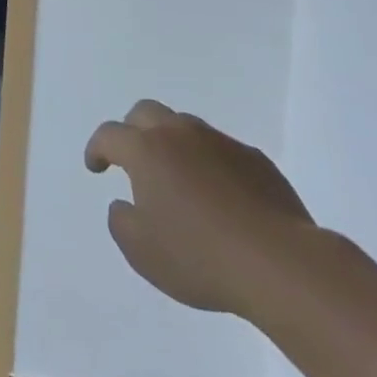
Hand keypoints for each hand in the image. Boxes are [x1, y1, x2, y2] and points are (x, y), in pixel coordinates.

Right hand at [84, 99, 315, 318]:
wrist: (280, 263)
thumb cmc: (200, 256)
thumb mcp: (142, 252)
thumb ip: (121, 221)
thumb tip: (124, 204)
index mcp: (146, 150)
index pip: (109, 135)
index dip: (97, 148)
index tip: (96, 167)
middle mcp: (180, 134)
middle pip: (146, 113)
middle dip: (132, 130)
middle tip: (133, 159)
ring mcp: (220, 142)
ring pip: (185, 127)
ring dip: (173, 144)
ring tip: (178, 179)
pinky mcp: (255, 159)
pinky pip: (221, 150)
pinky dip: (209, 163)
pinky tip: (219, 195)